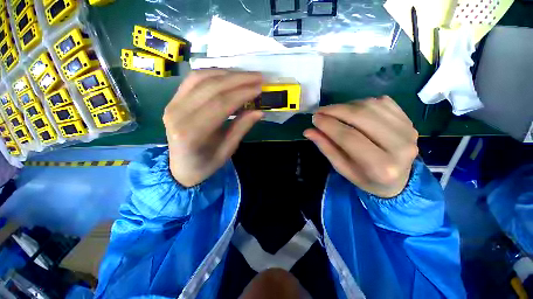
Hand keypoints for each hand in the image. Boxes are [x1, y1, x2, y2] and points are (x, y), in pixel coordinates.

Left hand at [163, 69, 262, 186]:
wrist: (180, 167)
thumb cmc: (205, 164)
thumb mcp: (227, 151)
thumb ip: (241, 128)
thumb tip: (259, 111)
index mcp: (192, 133)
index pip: (221, 104)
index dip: (242, 93)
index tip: (259, 88)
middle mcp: (178, 114)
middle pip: (211, 87)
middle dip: (238, 79)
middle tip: (258, 77)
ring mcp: (172, 104)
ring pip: (201, 78)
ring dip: (227, 73)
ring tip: (246, 75)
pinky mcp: (173, 100)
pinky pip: (193, 79)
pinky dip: (213, 73)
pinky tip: (228, 75)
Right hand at [304, 96, 418, 197]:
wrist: (399, 180)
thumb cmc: (366, 178)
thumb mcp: (342, 168)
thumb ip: (326, 148)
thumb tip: (309, 131)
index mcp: (381, 166)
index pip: (349, 137)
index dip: (328, 125)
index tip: (314, 118)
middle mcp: (400, 146)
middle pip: (361, 117)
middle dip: (335, 110)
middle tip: (320, 111)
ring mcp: (408, 130)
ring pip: (371, 106)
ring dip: (347, 105)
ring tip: (334, 112)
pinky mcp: (409, 120)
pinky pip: (382, 102)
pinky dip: (362, 103)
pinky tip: (352, 111)